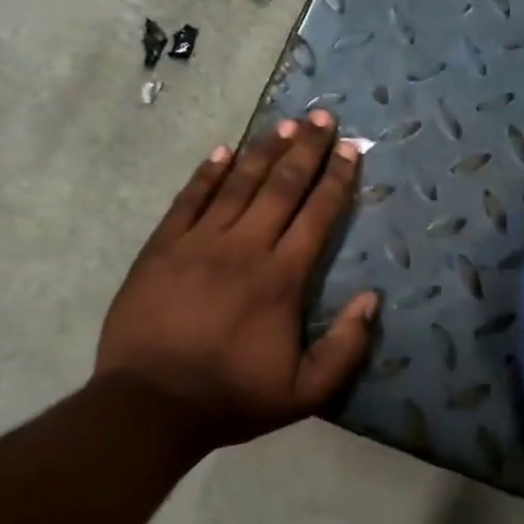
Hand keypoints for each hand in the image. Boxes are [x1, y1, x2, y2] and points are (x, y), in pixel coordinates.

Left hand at [94, 110, 378, 454]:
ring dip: (263, 151)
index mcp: (282, 279)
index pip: (317, 215)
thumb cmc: (232, 398)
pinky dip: (207, 174)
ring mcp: (199, 243)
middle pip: (282, 187)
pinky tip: (222, 151)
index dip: (337, 179)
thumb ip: (346, 348)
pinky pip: (188, 200)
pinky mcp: (161, 248)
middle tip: (323, 116)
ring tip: (284, 124)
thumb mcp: (305, 392)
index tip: (351, 148)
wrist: (151, 406)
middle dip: (306, 149)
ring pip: (238, 185)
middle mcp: (245, 248)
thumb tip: (372, 299)